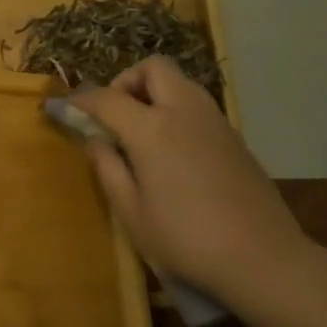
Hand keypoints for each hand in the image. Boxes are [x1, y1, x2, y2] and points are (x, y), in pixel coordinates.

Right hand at [68, 57, 315, 304]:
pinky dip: (176, 110)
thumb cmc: (186, 240)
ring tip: (141, 132)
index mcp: (152, 129)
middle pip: (153, 68)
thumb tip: (94, 140)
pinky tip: (172, 150)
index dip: (80, 100)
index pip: (107, 98)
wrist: (263, 259)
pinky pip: (197, 105)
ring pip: (180, 82)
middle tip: (114, 115)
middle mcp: (184, 112)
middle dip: (126, 81)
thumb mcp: (131, 213)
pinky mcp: (235, 137)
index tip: (63, 108)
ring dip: (154, 93)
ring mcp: (215, 121)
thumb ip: (108, 168)